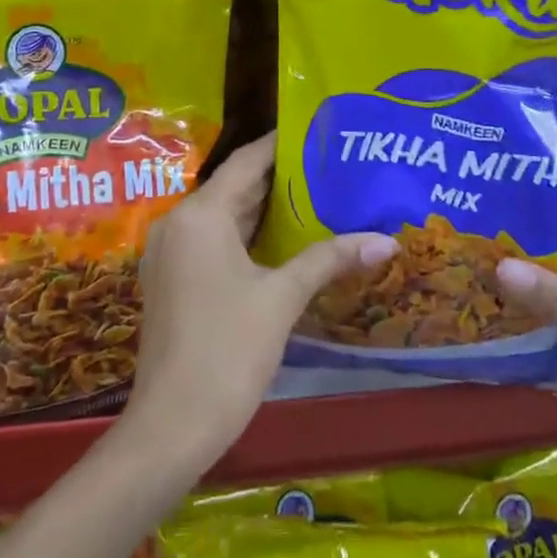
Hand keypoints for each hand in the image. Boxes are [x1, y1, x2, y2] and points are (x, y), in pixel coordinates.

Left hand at [124, 133, 397, 467]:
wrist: (172, 425)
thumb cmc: (227, 350)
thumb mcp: (282, 299)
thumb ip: (329, 260)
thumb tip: (387, 240)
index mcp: (199, 215)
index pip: (245, 162)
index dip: (280, 145)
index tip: (317, 132)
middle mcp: (177, 223)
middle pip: (233, 188)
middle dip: (278, 178)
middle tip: (327, 166)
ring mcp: (170, 253)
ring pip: (223, 217)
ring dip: (263, 209)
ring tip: (314, 196)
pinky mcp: (171, 280)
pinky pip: (212, 241)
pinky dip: (245, 236)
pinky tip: (282, 242)